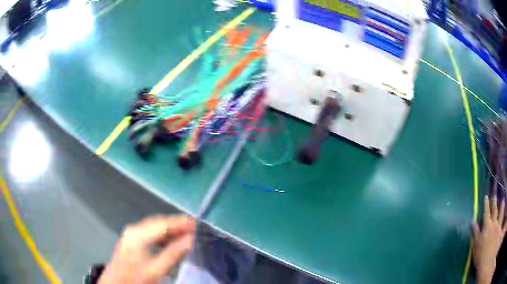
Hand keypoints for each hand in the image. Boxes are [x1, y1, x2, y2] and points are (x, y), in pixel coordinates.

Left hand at [99, 215, 195, 283]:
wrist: (118, 282)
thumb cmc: (135, 277)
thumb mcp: (155, 269)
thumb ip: (173, 254)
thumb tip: (189, 240)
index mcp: (138, 235)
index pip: (163, 223)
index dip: (180, 223)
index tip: (195, 223)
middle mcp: (134, 230)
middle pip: (158, 223)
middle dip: (176, 225)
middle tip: (193, 228)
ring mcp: (132, 233)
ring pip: (155, 227)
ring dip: (170, 230)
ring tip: (185, 234)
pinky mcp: (132, 239)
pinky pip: (150, 232)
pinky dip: (163, 235)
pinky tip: (170, 240)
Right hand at [472, 196, 506, 283]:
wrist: (486, 257)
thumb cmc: (480, 256)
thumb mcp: (476, 247)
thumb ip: (476, 234)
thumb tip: (473, 222)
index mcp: (486, 226)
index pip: (486, 213)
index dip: (486, 204)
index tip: (486, 196)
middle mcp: (493, 222)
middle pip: (494, 210)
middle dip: (494, 201)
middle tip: (495, 192)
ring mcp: (498, 224)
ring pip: (500, 211)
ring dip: (501, 205)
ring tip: (502, 199)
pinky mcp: (499, 226)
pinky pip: (502, 216)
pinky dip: (503, 211)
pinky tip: (504, 207)